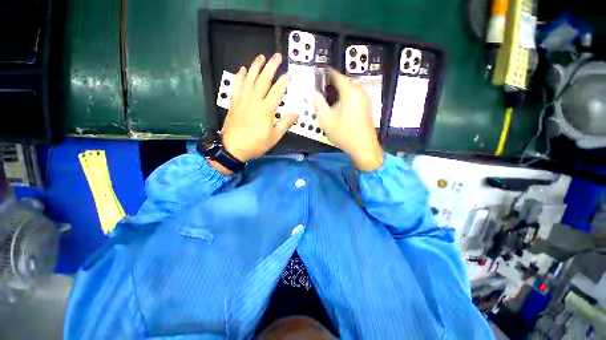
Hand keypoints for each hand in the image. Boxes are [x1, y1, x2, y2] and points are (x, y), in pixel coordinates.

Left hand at [221, 53, 297, 162]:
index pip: (277, 90)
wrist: (231, 149)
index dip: (284, 80)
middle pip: (263, 80)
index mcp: (266, 109)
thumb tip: (297, 112)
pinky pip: (237, 86)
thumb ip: (285, 123)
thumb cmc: (254, 144)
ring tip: (261, 57)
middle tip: (276, 56)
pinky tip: (242, 69)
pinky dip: (239, 77)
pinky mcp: (234, 102)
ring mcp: (242, 100)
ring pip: (249, 79)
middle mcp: (254, 101)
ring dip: (255, 67)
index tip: (289, 72)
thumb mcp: (273, 137)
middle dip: (271, 67)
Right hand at [314, 69, 383, 171]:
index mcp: (350, 92)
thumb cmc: (345, 133)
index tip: (319, 71)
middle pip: (345, 81)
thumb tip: (315, 93)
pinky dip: (346, 93)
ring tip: (327, 90)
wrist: (364, 148)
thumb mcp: (326, 120)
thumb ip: (319, 103)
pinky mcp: (367, 105)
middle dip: (333, 80)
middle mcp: (359, 92)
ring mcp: (365, 99)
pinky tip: (338, 100)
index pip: (338, 76)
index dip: (328, 72)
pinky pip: (355, 94)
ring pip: (351, 87)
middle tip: (320, 82)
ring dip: (340, 87)